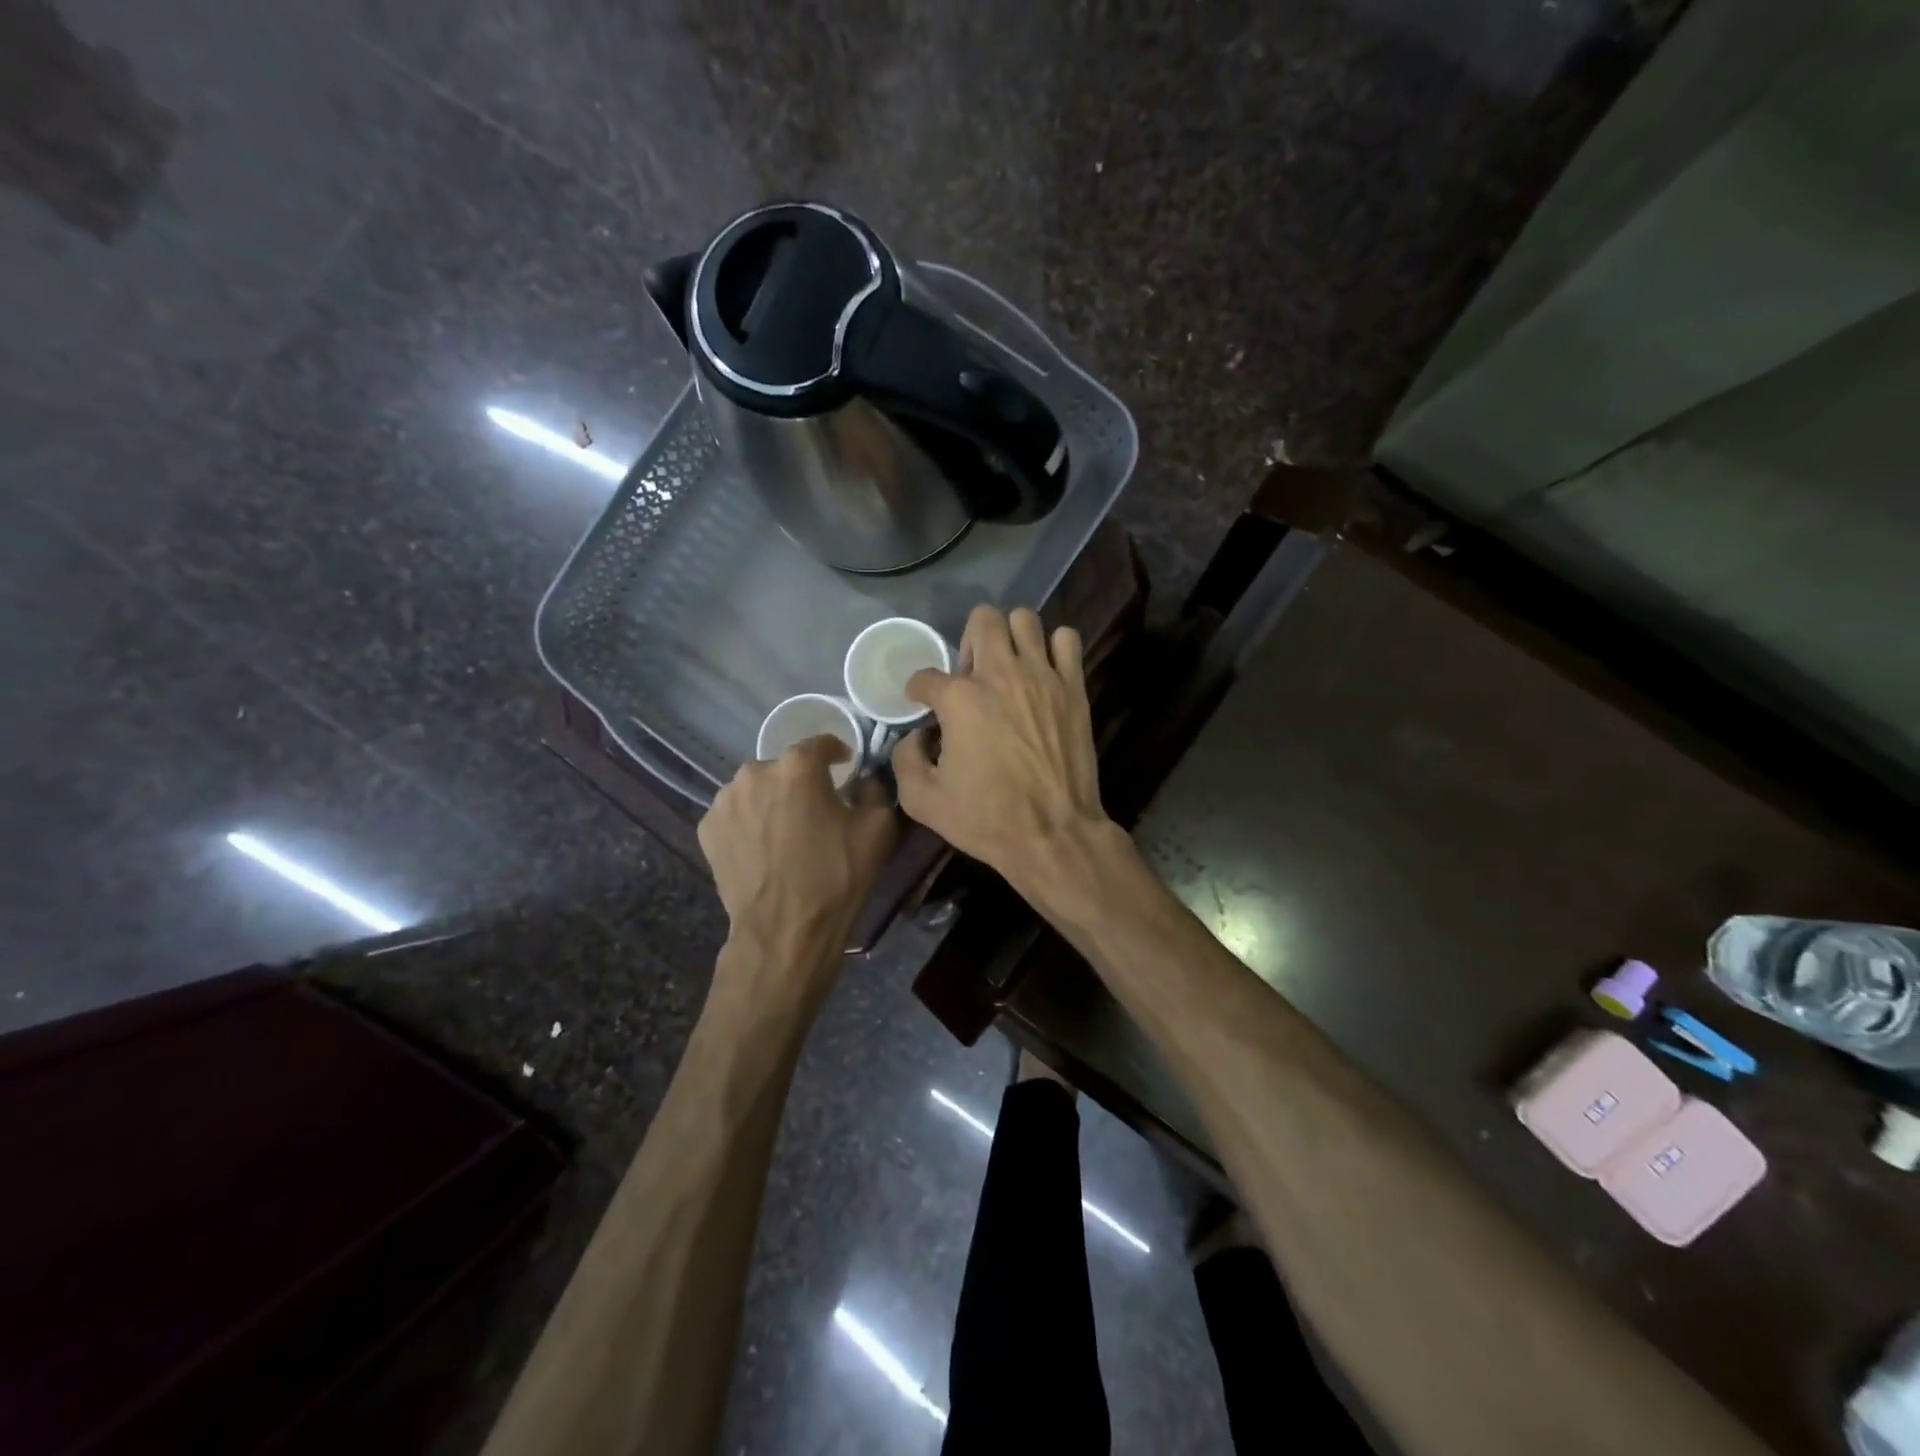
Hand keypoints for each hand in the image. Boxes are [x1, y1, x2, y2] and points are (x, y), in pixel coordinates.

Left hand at [698, 737, 897, 974]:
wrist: (785, 930)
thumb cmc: (836, 875)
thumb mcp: (878, 827)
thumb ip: (874, 788)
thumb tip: (863, 778)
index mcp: (797, 766)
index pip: (820, 742)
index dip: (837, 753)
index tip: (845, 768)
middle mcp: (755, 772)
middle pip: (785, 766)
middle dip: (801, 781)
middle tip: (816, 810)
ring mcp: (725, 801)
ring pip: (756, 789)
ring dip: (772, 800)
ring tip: (786, 831)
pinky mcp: (707, 829)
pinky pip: (736, 814)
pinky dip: (750, 822)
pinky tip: (763, 848)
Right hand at [893, 605, 1111, 894]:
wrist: (1052, 833)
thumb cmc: (986, 819)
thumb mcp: (922, 801)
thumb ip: (905, 759)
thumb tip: (916, 736)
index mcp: (959, 699)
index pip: (925, 676)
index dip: (918, 692)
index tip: (923, 705)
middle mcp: (1000, 674)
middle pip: (982, 619)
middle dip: (968, 641)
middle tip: (971, 676)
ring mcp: (1041, 676)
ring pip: (1025, 619)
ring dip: (1011, 638)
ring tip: (1008, 668)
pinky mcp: (1072, 687)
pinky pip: (1067, 640)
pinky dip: (1053, 648)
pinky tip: (1044, 673)